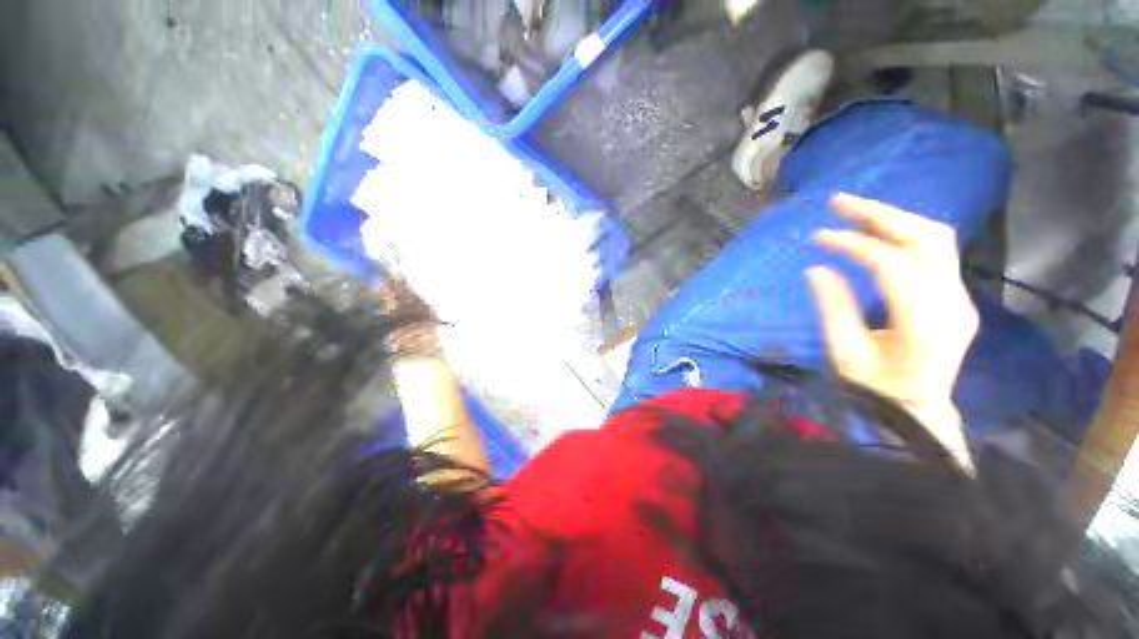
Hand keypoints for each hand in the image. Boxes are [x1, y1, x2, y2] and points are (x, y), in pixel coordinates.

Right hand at [807, 194, 977, 464]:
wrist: (917, 409)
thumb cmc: (875, 388)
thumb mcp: (845, 353)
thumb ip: (834, 307)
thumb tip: (818, 267)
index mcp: (925, 323)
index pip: (894, 265)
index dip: (855, 244)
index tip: (819, 237)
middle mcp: (953, 303)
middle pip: (926, 239)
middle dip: (880, 214)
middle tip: (838, 201)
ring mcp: (960, 297)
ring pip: (936, 238)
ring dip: (894, 218)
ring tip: (854, 210)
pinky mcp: (955, 295)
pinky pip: (934, 251)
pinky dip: (903, 233)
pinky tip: (877, 231)